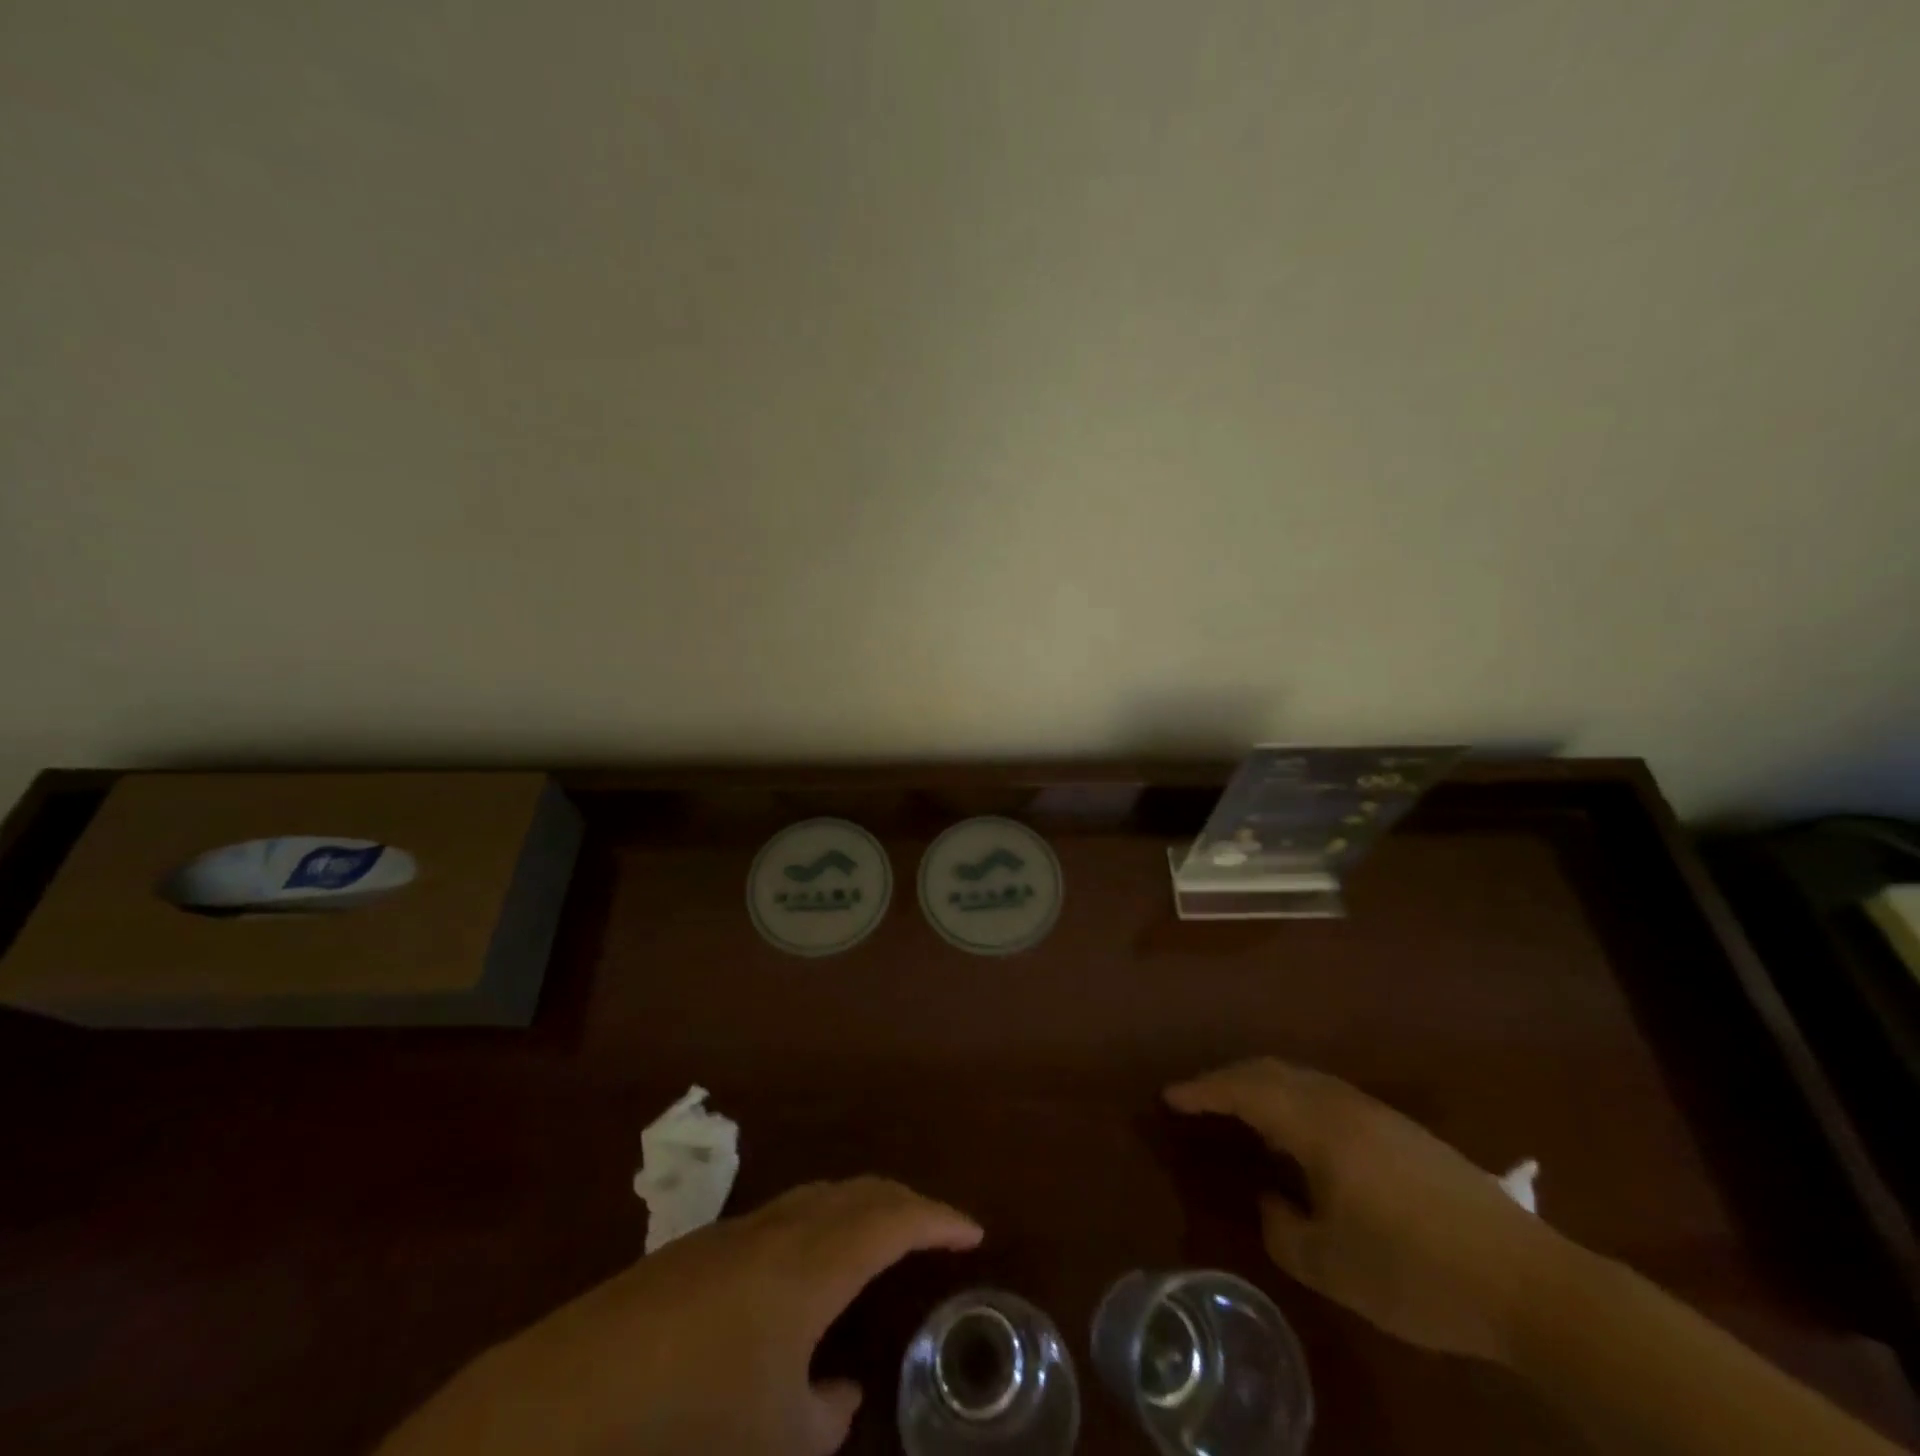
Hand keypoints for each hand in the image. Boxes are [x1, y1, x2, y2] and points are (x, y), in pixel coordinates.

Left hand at [377, 1177, 982, 1455]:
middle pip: (852, 1192)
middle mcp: (772, 1233)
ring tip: (873, 1247)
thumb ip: (820, 1417)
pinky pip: (771, 1225)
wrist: (540, 1428)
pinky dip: (807, 1235)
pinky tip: (792, 1287)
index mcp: (807, 1266)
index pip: (891, 1217)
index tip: (972, 1230)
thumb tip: (836, 1391)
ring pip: (809, 1202)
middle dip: (899, 1203)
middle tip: (932, 1229)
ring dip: (850, 1215)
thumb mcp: (773, 1449)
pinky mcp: (683, 1260)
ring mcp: (724, 1239)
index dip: (937, 1218)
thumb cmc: (679, 1439)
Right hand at [1166, 1058, 1564, 1362]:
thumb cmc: (1416, 1271)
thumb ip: (1284, 1229)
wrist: (1528, 1281)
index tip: (1170, 1096)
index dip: (1203, 1090)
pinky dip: (1294, 1102)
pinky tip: (1299, 1137)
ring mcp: (1377, 1114)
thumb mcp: (1332, 1267)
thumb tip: (1272, 1201)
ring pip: (1302, 1081)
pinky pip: (1327, 1097)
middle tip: (1198, 1098)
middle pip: (1272, 1071)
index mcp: (1319, 1125)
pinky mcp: (1402, 1132)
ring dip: (1264, 1088)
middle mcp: (1343, 1104)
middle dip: (1228, 1079)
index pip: (1245, 1089)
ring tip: (1241, 1114)